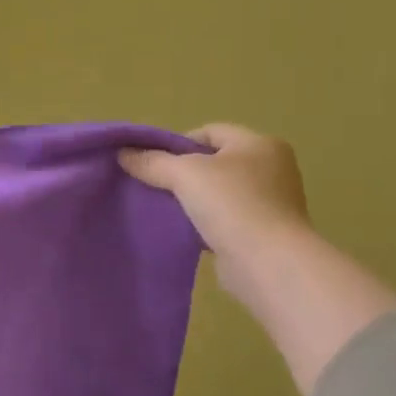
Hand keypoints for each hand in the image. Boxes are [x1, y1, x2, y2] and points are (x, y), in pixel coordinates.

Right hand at [122, 124, 395, 394]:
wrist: (269, 263)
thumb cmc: (232, 205)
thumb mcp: (184, 174)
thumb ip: (153, 162)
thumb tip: (123, 154)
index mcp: (259, 144)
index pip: (210, 132)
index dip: (178, 143)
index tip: (153, 163)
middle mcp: (272, 168)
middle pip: (215, 162)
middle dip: (183, 173)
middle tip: (155, 186)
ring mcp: (271, 203)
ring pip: (220, 193)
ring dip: (194, 200)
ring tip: (164, 210)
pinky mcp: (265, 233)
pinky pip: (226, 220)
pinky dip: (205, 223)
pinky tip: (185, 232)